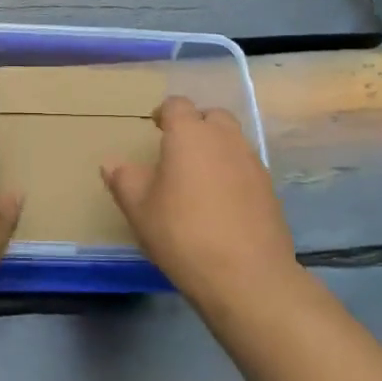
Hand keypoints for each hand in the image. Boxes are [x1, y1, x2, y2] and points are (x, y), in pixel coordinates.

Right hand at [102, 97, 296, 302]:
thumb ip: (123, 179)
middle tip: (177, 150)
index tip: (154, 128)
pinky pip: (246, 167)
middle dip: (195, 125)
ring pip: (232, 141)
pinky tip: (221, 202)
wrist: (246, 275)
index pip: (177, 105)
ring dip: (216, 149)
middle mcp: (225, 139)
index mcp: (190, 134)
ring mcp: (252, 162)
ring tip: (198, 178)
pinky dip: (232, 173)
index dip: (164, 112)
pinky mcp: (269, 189)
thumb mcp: (139, 208)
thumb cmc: (182, 233)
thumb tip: (112, 163)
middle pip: (212, 117)